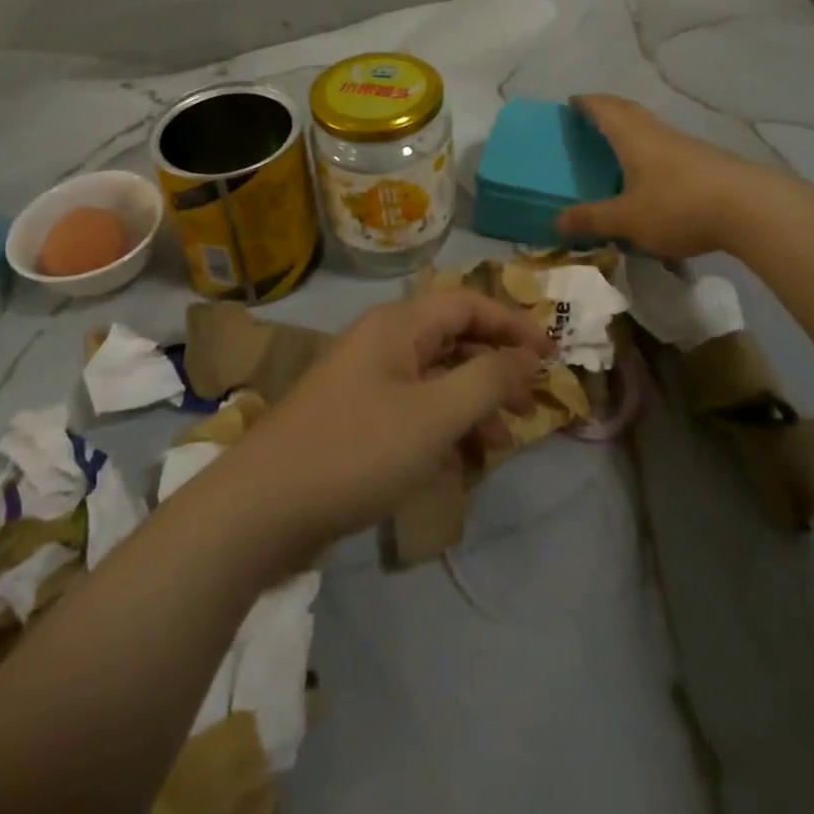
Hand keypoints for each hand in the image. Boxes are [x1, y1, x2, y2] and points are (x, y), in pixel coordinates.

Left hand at [227, 291, 550, 556]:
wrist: (262, 509)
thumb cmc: (357, 450)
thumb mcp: (435, 415)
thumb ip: (488, 380)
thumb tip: (527, 356)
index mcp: (397, 325)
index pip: (468, 304)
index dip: (513, 324)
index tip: (551, 355)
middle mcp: (381, 342)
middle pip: (453, 339)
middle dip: (495, 368)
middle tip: (530, 404)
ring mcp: (364, 381)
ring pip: (435, 378)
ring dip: (472, 404)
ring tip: (499, 445)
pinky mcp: (354, 419)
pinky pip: (413, 409)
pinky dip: (442, 427)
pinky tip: (458, 462)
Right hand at [555, 95, 762, 257]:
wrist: (751, 209)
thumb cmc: (678, 206)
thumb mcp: (627, 219)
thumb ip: (592, 219)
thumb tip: (555, 221)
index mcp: (634, 137)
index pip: (604, 109)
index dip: (586, 103)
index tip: (571, 102)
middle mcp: (659, 133)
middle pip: (629, 111)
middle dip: (608, 109)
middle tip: (590, 117)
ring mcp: (686, 145)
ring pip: (652, 127)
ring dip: (632, 128)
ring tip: (618, 144)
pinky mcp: (706, 161)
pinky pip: (668, 146)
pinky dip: (652, 149)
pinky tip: (653, 172)